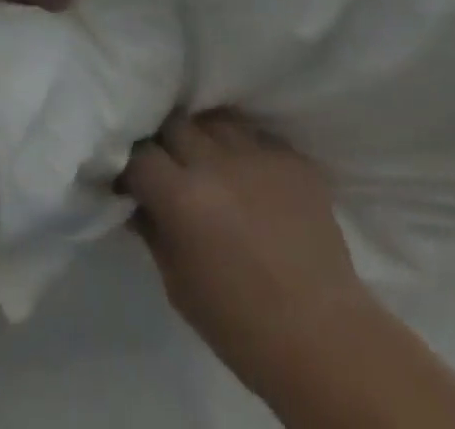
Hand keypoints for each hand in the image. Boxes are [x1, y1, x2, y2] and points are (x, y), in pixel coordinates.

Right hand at [121, 113, 372, 395]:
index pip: (140, 154)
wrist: (321, 334)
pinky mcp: (291, 155)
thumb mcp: (178, 286)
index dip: (133, 166)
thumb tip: (138, 201)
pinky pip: (256, 135)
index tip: (134, 180)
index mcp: (183, 197)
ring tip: (210, 161)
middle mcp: (217, 161)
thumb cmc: (240, 325)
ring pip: (216, 119)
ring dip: (205, 137)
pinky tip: (249, 175)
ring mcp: (258, 152)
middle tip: (171, 167)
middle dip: (166, 142)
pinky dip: (245, 150)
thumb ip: (153, 231)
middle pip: (176, 122)